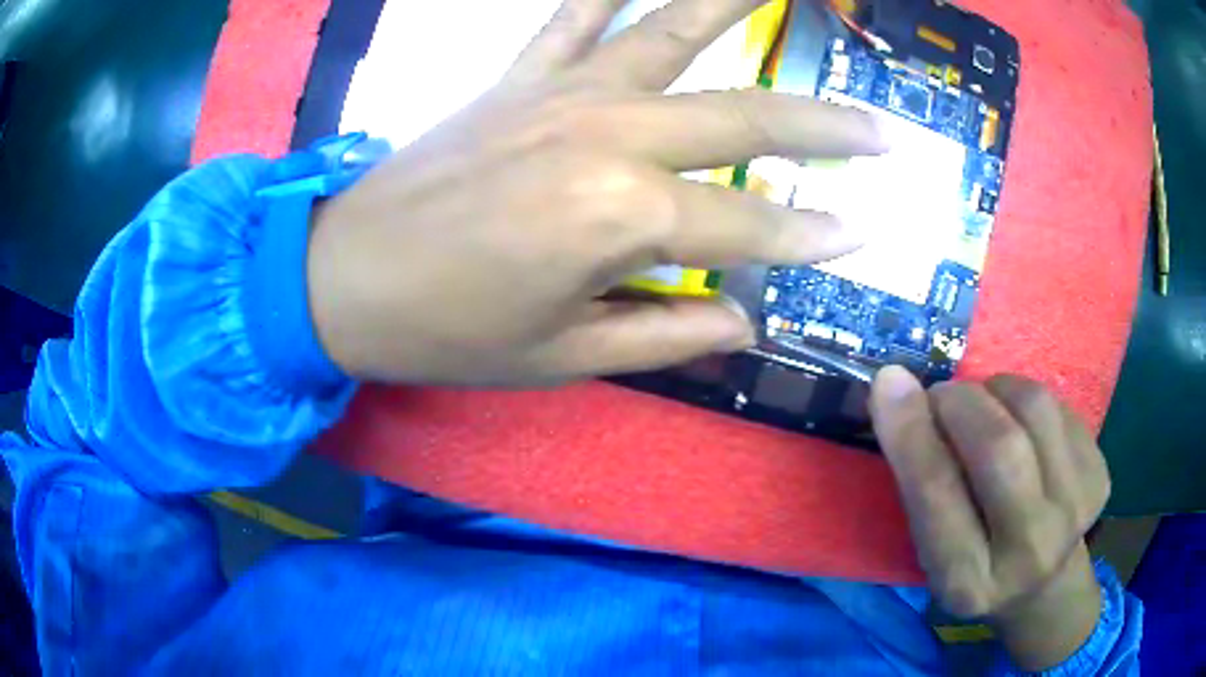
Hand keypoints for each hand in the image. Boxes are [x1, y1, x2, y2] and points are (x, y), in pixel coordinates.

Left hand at [306, 0, 885, 386]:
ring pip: (671, 33)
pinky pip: (572, 15)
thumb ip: (667, 336)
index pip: (750, 232)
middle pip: (745, 122)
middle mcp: (608, 136)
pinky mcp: (518, 77)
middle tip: (880, 132)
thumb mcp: (564, 357)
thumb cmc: (448, 332)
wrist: (345, 278)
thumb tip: (743, 324)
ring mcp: (562, 93)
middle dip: (825, 129)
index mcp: (622, 220)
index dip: (811, 239)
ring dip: (733, 5)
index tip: (862, 234)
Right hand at [869, 368, 1110, 670]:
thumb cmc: (976, 566)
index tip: (890, 382)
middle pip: (1000, 447)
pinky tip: (1023, 427)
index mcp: (968, 582)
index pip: (937, 496)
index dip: (912, 433)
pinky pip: (1060, 407)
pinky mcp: (1099, 478)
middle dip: (962, 402)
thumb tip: (897, 391)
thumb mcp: (934, 550)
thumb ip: (922, 484)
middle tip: (944, 396)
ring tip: (987, 406)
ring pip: (1036, 410)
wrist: (1045, 587)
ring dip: (998, 390)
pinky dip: (1029, 402)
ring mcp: (1074, 512)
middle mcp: (1027, 552)